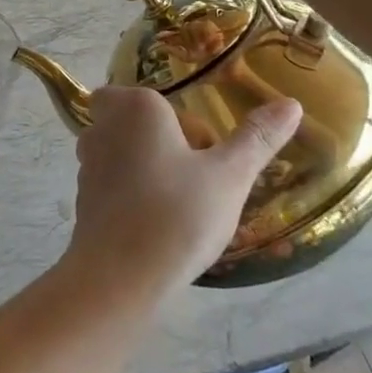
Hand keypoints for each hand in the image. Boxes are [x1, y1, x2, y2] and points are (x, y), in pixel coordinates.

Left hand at [65, 86, 302, 293]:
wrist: (119, 276)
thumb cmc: (177, 214)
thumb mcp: (229, 176)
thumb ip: (257, 138)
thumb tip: (290, 103)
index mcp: (135, 107)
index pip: (152, 96)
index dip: (177, 120)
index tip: (204, 150)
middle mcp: (103, 126)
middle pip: (133, 121)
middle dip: (162, 141)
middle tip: (195, 175)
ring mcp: (86, 162)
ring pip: (121, 152)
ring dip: (146, 168)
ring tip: (181, 202)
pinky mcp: (81, 198)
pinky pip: (111, 184)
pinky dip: (131, 195)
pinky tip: (157, 224)